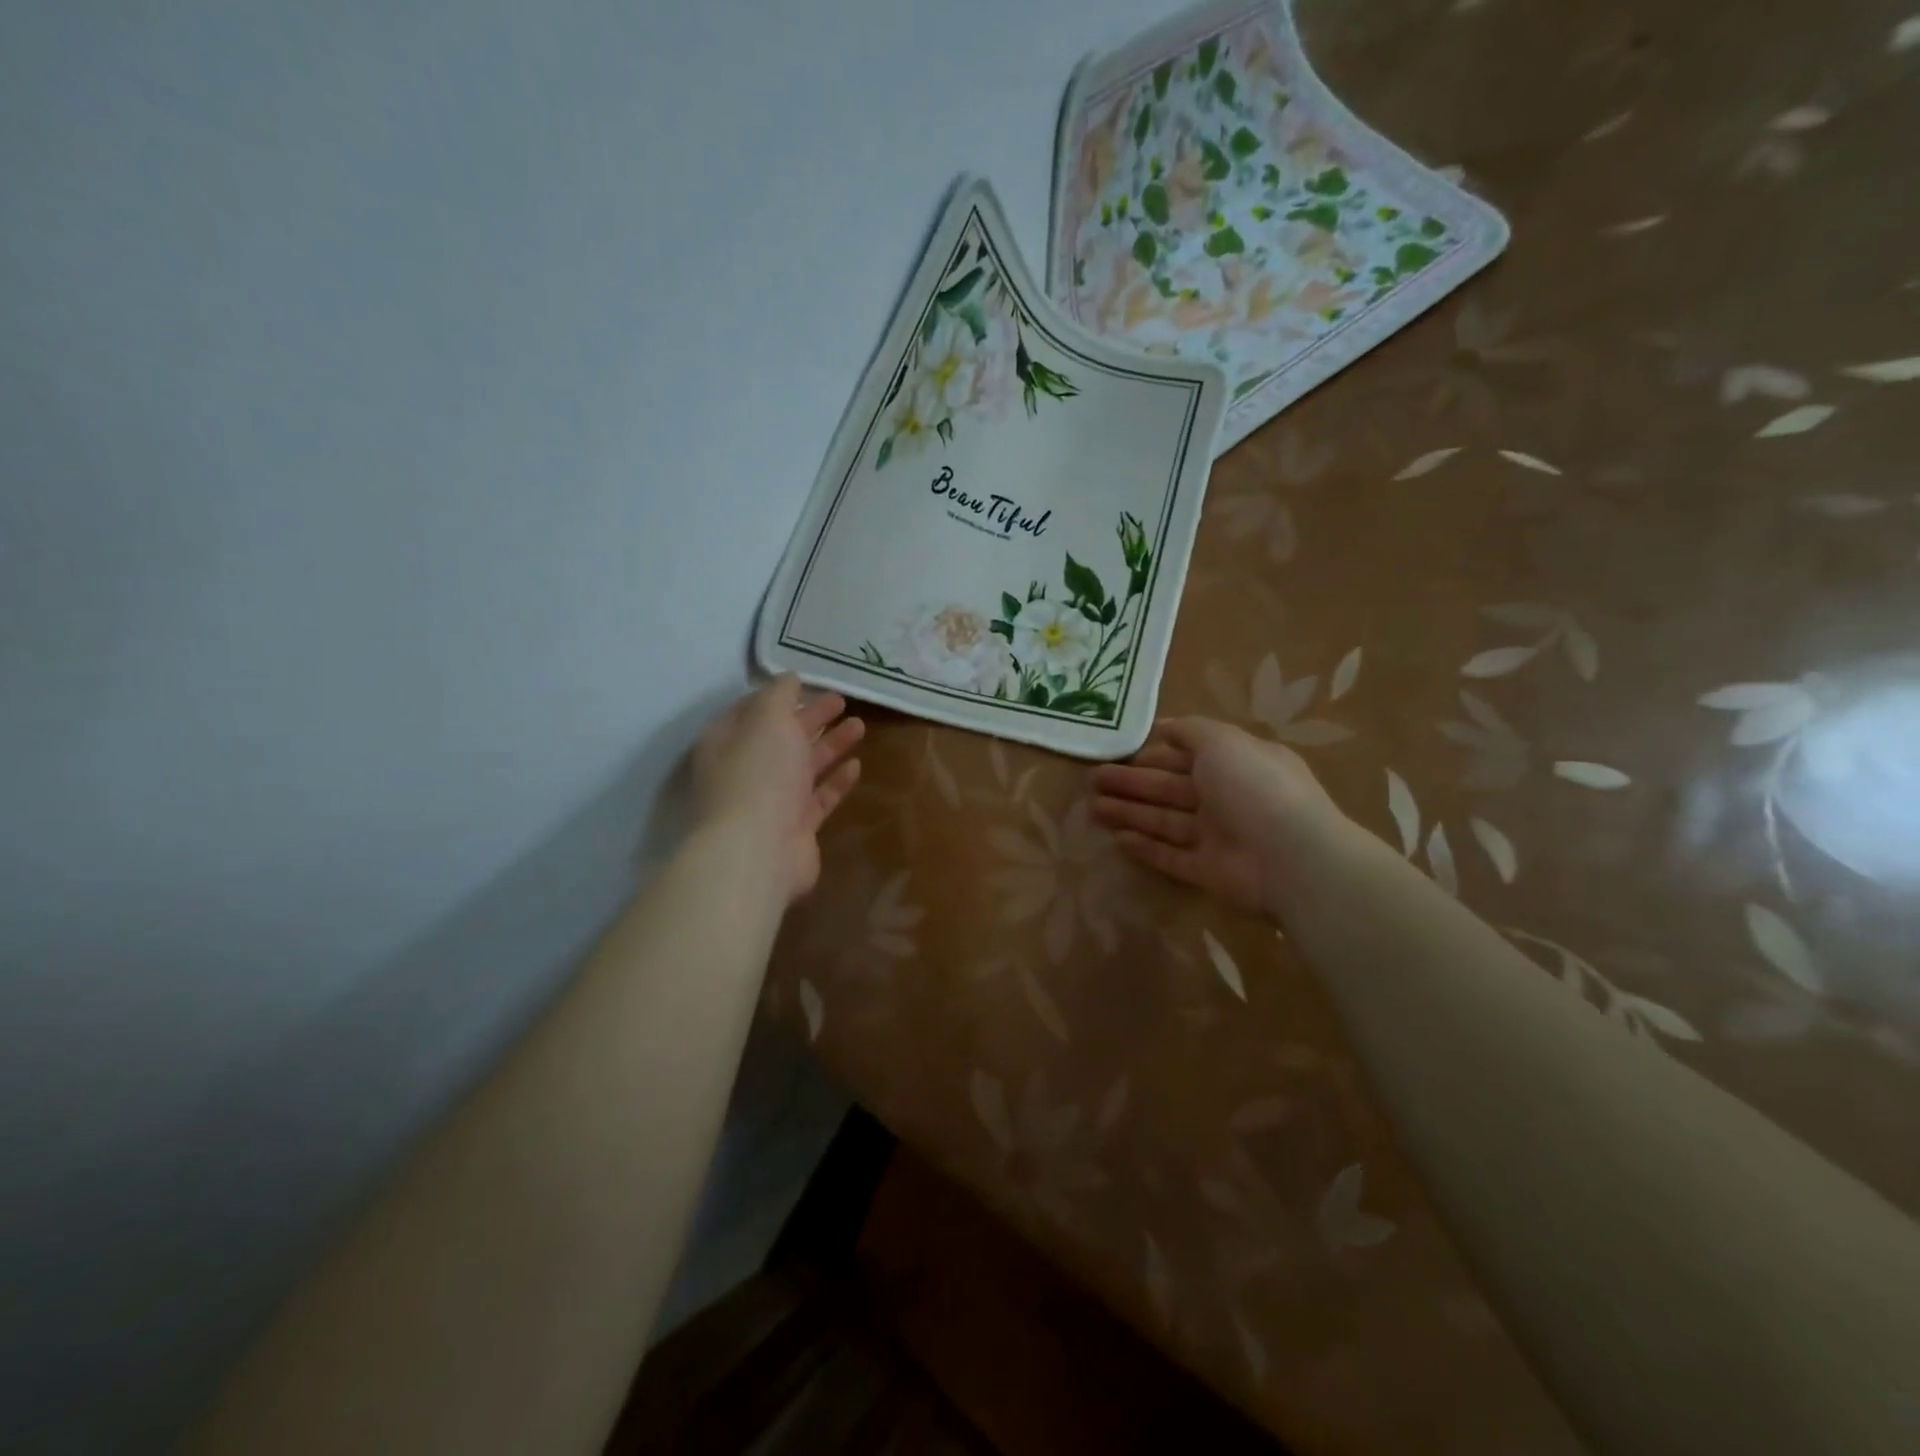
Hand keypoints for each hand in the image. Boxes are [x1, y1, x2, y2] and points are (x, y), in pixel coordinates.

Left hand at [693, 675, 863, 902]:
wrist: (758, 851)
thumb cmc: (758, 775)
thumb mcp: (768, 719)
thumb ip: (780, 695)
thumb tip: (790, 679)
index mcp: (728, 741)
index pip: (753, 710)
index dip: (780, 696)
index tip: (808, 683)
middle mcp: (747, 770)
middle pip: (782, 737)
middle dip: (811, 718)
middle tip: (842, 701)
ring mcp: (771, 801)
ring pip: (804, 766)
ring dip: (830, 745)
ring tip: (860, 725)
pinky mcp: (796, 827)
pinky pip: (819, 797)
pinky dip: (836, 780)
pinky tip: (857, 765)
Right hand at [1090, 716, 1341, 916]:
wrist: (1290, 856)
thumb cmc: (1254, 786)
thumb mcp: (1221, 742)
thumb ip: (1190, 731)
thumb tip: (1163, 727)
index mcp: (1235, 763)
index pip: (1189, 755)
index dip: (1155, 753)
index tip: (1121, 753)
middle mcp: (1227, 798)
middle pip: (1170, 789)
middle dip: (1132, 783)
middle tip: (1094, 780)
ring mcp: (1218, 836)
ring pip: (1165, 821)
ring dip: (1130, 813)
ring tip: (1094, 808)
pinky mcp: (1208, 871)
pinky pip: (1171, 857)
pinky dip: (1146, 848)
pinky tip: (1118, 839)